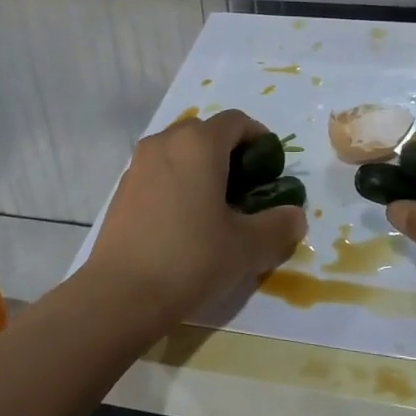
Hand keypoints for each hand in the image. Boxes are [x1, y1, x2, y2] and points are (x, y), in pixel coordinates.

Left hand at [80, 109, 304, 329]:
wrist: (121, 294)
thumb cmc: (191, 258)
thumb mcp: (247, 246)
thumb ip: (278, 225)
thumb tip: (294, 216)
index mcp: (198, 144)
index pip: (237, 121)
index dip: (260, 139)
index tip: (271, 170)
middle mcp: (165, 142)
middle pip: (205, 132)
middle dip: (230, 153)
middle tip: (246, 189)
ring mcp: (138, 164)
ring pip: (179, 151)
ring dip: (201, 168)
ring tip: (216, 207)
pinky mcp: (122, 188)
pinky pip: (159, 171)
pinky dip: (177, 182)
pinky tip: (184, 221)